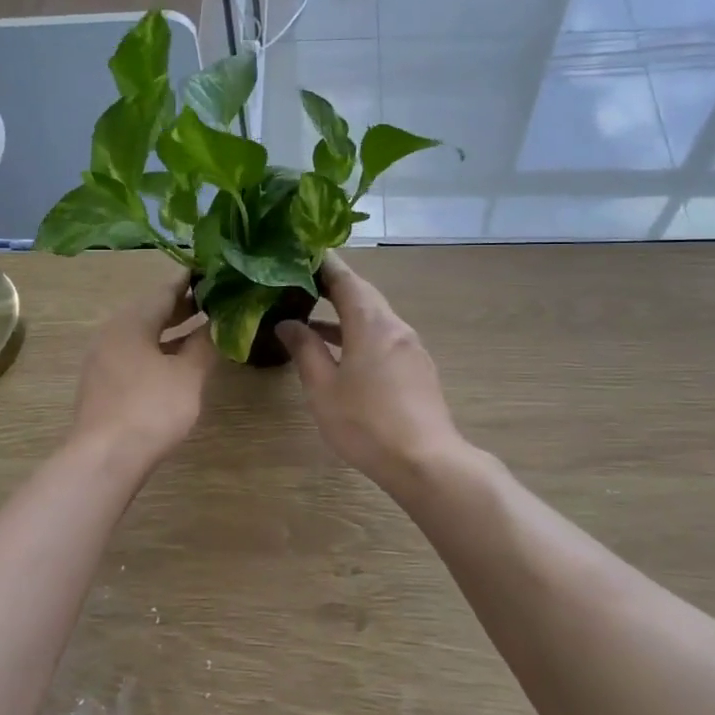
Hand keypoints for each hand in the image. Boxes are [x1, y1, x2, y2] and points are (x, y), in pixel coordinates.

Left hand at [70, 269, 216, 463]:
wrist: (105, 458)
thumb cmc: (151, 409)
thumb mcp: (188, 375)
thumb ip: (205, 344)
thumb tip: (218, 321)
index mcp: (132, 321)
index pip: (165, 290)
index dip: (191, 281)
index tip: (214, 272)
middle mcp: (112, 332)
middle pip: (151, 310)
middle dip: (183, 306)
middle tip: (215, 301)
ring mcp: (103, 358)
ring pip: (142, 334)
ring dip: (171, 330)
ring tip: (201, 330)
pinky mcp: (102, 383)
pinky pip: (133, 354)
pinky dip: (157, 350)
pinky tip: (175, 363)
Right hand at [277, 254, 466, 490]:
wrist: (426, 462)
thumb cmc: (366, 423)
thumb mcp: (324, 388)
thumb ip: (305, 350)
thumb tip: (288, 323)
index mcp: (372, 323)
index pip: (346, 279)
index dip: (324, 263)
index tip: (302, 251)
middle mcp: (395, 327)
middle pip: (363, 295)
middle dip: (333, 286)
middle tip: (300, 280)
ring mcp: (411, 348)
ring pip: (374, 318)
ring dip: (345, 314)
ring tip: (311, 317)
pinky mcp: (417, 369)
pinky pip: (384, 338)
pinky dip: (359, 334)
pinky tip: (341, 352)